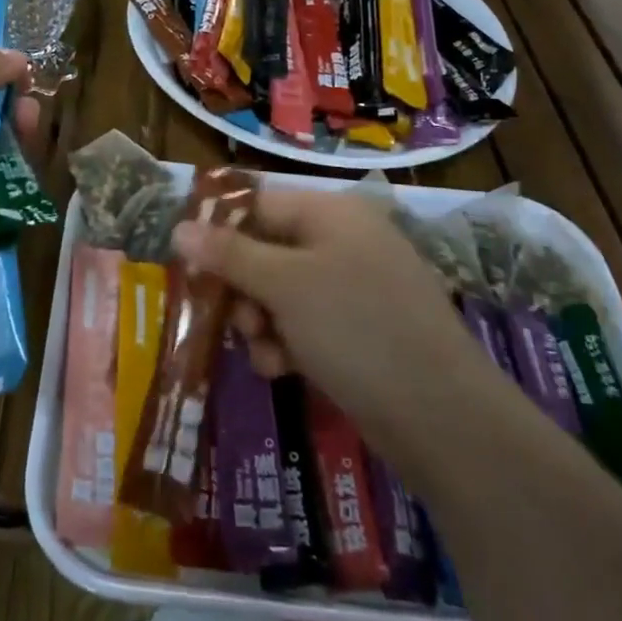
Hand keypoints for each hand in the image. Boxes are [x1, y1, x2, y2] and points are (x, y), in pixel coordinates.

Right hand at [173, 189, 491, 440]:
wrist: (442, 416)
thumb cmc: (355, 328)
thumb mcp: (284, 285)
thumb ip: (229, 254)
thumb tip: (179, 227)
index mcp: (332, 212)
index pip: (258, 204)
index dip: (219, 231)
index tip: (188, 264)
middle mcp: (344, 240)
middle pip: (267, 249)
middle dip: (243, 288)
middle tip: (236, 320)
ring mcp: (356, 285)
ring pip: (282, 291)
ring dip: (261, 321)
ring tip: (265, 353)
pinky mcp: (362, 328)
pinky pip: (307, 322)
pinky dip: (288, 342)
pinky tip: (284, 370)